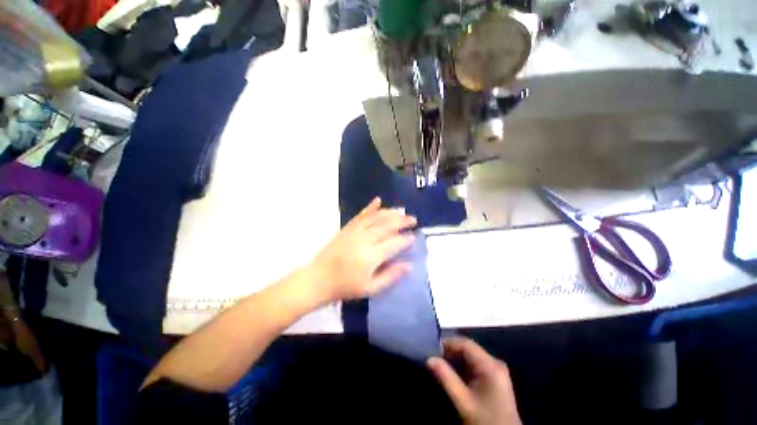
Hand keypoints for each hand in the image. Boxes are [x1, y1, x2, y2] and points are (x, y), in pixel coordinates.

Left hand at [308, 197, 416, 301]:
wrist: (318, 279)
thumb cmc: (345, 287)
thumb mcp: (371, 289)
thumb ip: (391, 276)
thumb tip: (409, 265)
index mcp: (371, 256)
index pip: (394, 243)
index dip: (405, 239)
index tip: (414, 237)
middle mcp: (364, 240)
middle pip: (387, 226)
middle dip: (402, 221)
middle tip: (413, 220)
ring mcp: (355, 231)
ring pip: (376, 217)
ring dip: (390, 212)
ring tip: (401, 211)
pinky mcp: (347, 228)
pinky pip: (361, 215)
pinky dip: (370, 207)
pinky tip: (378, 200)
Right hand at [427, 337, 520, 424]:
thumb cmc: (484, 420)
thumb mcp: (463, 401)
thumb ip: (446, 378)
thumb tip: (429, 359)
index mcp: (490, 366)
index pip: (466, 344)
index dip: (448, 343)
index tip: (432, 348)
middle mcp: (495, 363)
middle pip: (469, 349)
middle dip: (451, 351)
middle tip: (435, 357)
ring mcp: (497, 370)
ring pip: (471, 356)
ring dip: (456, 359)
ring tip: (441, 364)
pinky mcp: (495, 377)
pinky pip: (476, 364)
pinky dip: (463, 366)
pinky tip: (453, 373)